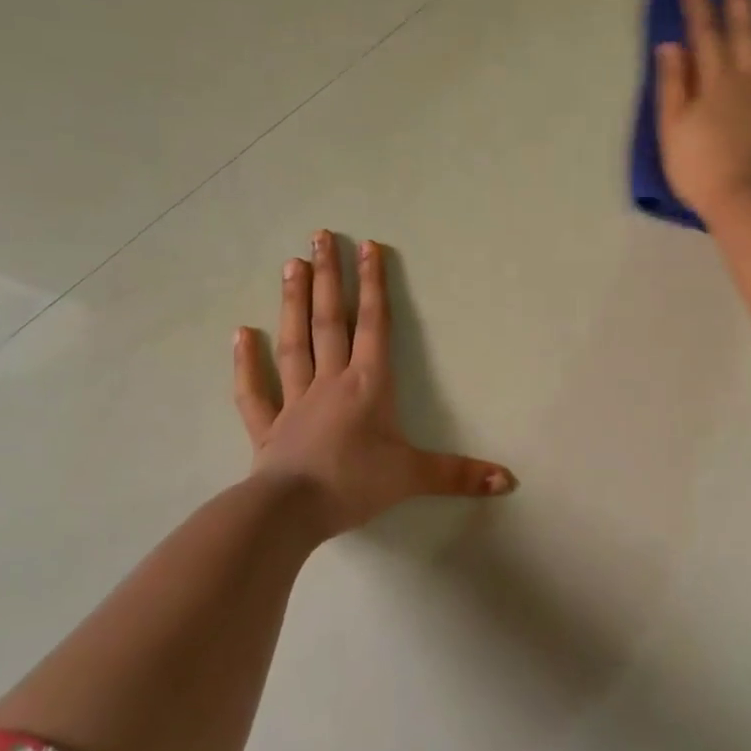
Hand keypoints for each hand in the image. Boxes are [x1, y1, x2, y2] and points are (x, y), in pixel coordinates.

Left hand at [233, 231, 515, 539]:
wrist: (290, 513)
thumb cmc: (355, 484)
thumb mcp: (414, 477)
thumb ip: (460, 474)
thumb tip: (509, 480)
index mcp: (367, 385)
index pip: (373, 325)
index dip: (373, 285)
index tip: (368, 246)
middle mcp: (330, 382)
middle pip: (330, 321)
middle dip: (329, 278)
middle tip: (319, 237)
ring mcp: (295, 401)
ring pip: (294, 343)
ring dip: (293, 303)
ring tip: (291, 265)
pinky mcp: (268, 428)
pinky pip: (255, 391)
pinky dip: (246, 363)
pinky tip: (240, 333)